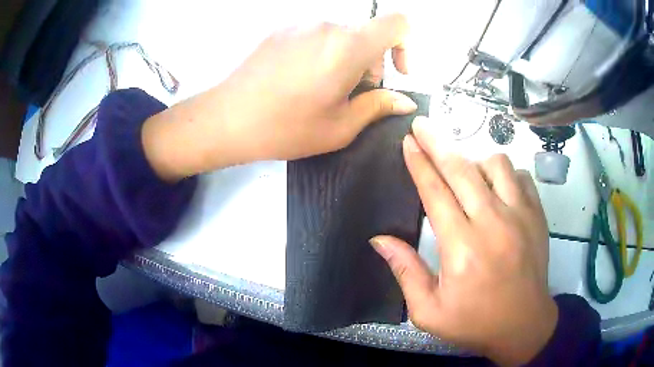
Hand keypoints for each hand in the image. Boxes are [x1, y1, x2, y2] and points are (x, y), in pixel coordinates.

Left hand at [142, 14, 416, 180]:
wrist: (227, 119)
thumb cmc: (286, 127)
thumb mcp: (340, 126)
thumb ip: (379, 106)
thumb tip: (405, 100)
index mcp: (348, 46)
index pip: (397, 23)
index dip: (405, 45)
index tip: (394, 72)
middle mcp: (326, 26)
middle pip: (366, 34)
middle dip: (370, 62)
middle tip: (351, 94)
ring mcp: (300, 25)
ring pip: (340, 36)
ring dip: (345, 59)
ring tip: (321, 90)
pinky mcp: (281, 30)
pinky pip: (315, 36)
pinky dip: (321, 53)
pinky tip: (299, 80)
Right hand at [370, 117, 556, 365]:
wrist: (523, 326)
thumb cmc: (474, 322)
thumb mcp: (429, 311)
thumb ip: (405, 272)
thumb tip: (379, 240)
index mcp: (462, 249)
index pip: (435, 193)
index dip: (419, 163)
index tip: (408, 141)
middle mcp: (493, 224)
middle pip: (462, 169)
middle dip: (437, 142)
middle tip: (422, 125)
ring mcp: (520, 216)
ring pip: (496, 164)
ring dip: (475, 160)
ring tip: (465, 171)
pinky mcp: (537, 216)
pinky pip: (520, 176)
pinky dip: (504, 173)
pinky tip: (496, 186)